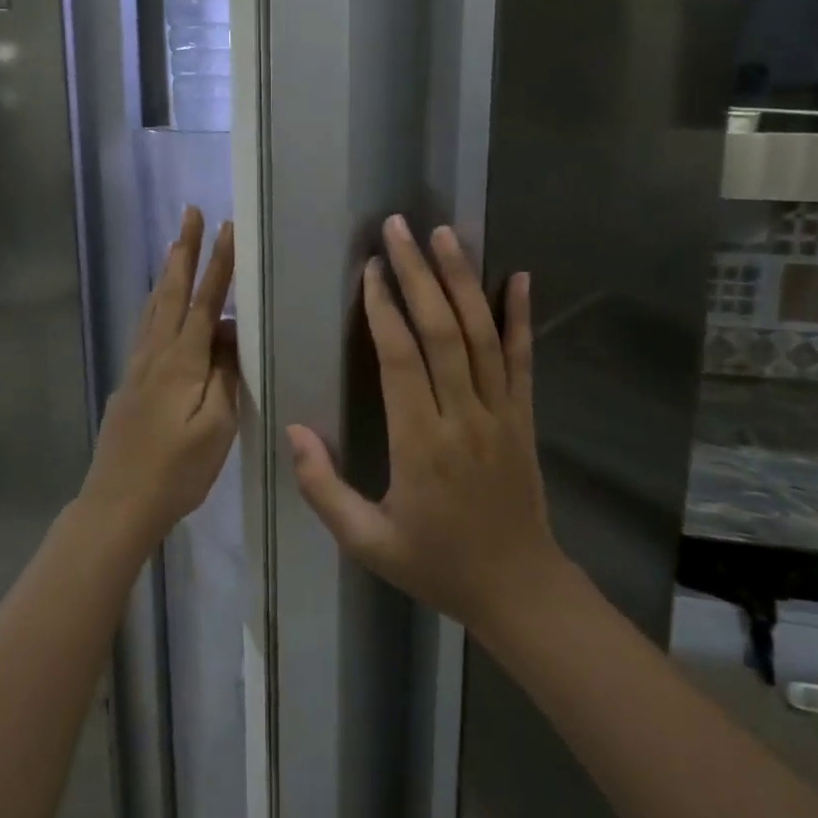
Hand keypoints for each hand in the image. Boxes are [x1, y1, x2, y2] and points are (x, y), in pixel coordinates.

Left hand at [79, 206, 238, 549]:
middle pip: (171, 292)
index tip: (229, 228)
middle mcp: (156, 354)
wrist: (118, 503)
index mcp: (181, 361)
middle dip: (183, 251)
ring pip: (153, 308)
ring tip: (174, 246)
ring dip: (166, 273)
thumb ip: (225, 375)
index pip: (204, 301)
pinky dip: (154, 304)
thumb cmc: (177, 470)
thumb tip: (229, 334)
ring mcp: (138, 368)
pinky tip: (157, 306)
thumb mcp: (216, 427)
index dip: (218, 264)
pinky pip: (145, 329)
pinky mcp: (130, 384)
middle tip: (190, 213)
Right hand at [287, 216, 565, 638]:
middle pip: (441, 331)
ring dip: (462, 280)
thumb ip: (324, 488)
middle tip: (399, 228)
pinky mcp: (524, 417)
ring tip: (445, 234)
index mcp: (420, 444)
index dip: (383, 309)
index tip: (370, 269)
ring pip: (481, 334)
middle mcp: (463, 417)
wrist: (518, 589)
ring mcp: (501, 413)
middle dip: (418, 274)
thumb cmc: (436, 564)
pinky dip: (520, 316)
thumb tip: (293, 431)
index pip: (399, 360)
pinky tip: (519, 276)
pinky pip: (523, 359)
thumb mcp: (367, 542)